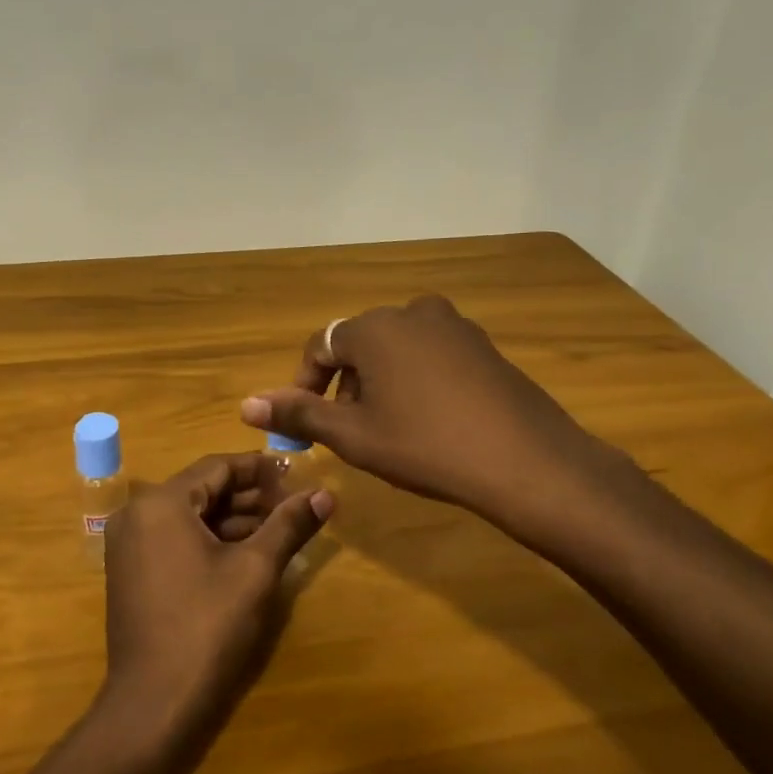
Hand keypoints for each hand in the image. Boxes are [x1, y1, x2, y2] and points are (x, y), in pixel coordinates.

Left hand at [99, 453, 332, 751]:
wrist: (155, 703)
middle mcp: (137, 515)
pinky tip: (250, 552)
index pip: (217, 466)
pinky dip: (212, 540)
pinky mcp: (133, 573)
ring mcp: (130, 545)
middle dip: (251, 496)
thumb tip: (325, 494)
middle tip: (295, 503)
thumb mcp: (255, 570)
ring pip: (191, 517)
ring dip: (235, 520)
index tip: (297, 473)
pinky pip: (177, 539)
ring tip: (282, 528)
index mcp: (161, 503)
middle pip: (203, 490)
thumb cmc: (207, 626)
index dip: (260, 468)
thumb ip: (289, 524)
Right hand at [239, 296, 631, 533]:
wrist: (525, 461)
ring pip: (396, 350)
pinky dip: (416, 380)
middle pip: (359, 345)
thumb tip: (247, 405)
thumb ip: (299, 414)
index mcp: (374, 327)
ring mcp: (454, 325)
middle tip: (351, 433)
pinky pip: (431, 355)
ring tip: (389, 430)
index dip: (304, 385)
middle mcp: (412, 312)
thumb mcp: (354, 435)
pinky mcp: (483, 345)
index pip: (320, 346)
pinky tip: (430, 421)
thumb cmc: (425, 446)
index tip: (306, 424)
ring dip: (380, 383)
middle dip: (345, 386)